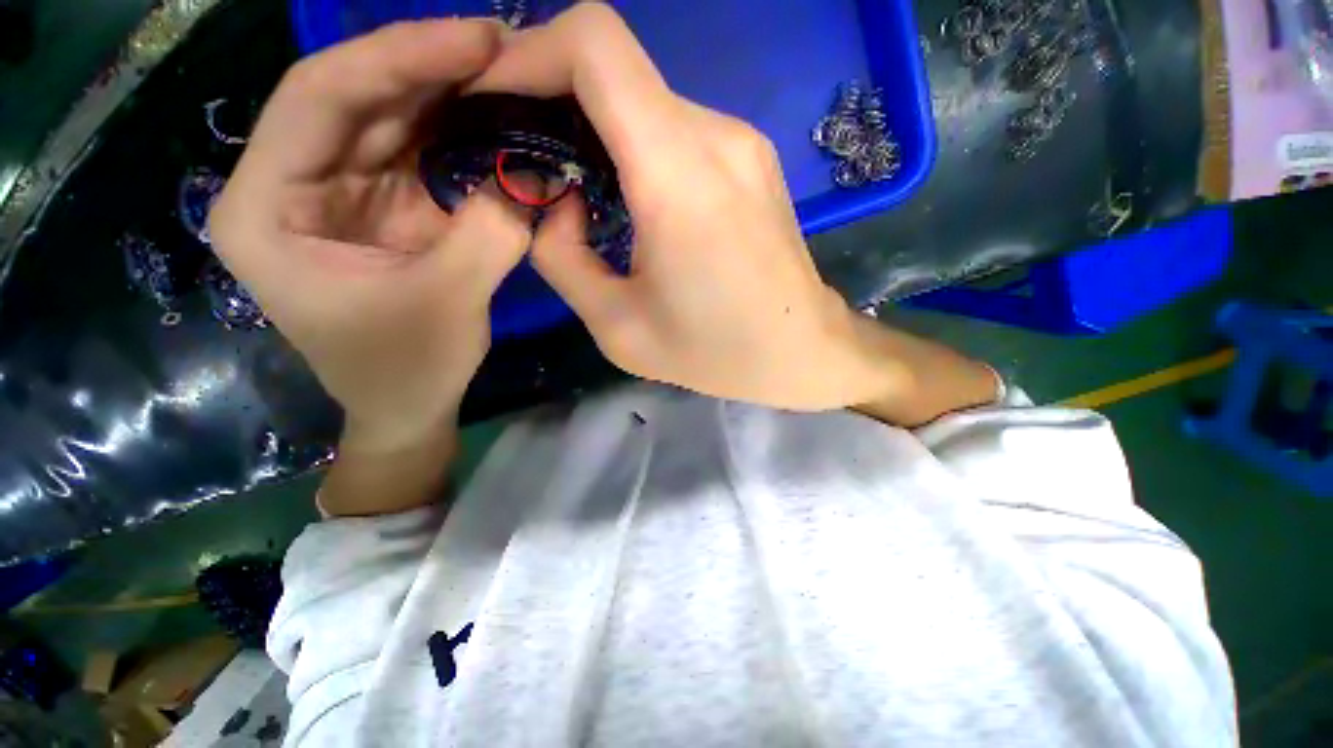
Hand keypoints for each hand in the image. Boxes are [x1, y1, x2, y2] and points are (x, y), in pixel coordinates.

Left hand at [209, 20, 531, 451]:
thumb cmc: (407, 369)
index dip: (399, 58)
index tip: (476, 40)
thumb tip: (535, 178)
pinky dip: (459, 135)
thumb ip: (489, 234)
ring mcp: (341, 192)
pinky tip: (497, 120)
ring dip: (449, 95)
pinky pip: (418, 152)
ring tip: (507, 73)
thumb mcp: (448, 302)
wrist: (407, 405)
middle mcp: (292, 184)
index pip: (320, 98)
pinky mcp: (384, 207)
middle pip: (356, 97)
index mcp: (267, 207)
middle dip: (430, 67)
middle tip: (504, 48)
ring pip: (390, 118)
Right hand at [469, 5, 904, 410]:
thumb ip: (562, 259)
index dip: (530, 53)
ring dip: (597, 129)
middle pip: (616, 68)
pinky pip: (678, 128)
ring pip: (645, 100)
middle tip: (527, 159)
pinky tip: (631, 196)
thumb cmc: (716, 353)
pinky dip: (637, 146)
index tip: (496, 100)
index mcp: (677, 176)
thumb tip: (553, 202)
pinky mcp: (753, 159)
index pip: (595, 44)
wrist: (802, 351)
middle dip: (554, 98)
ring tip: (578, 187)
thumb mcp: (619, 327)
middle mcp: (716, 137)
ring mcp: (742, 142)